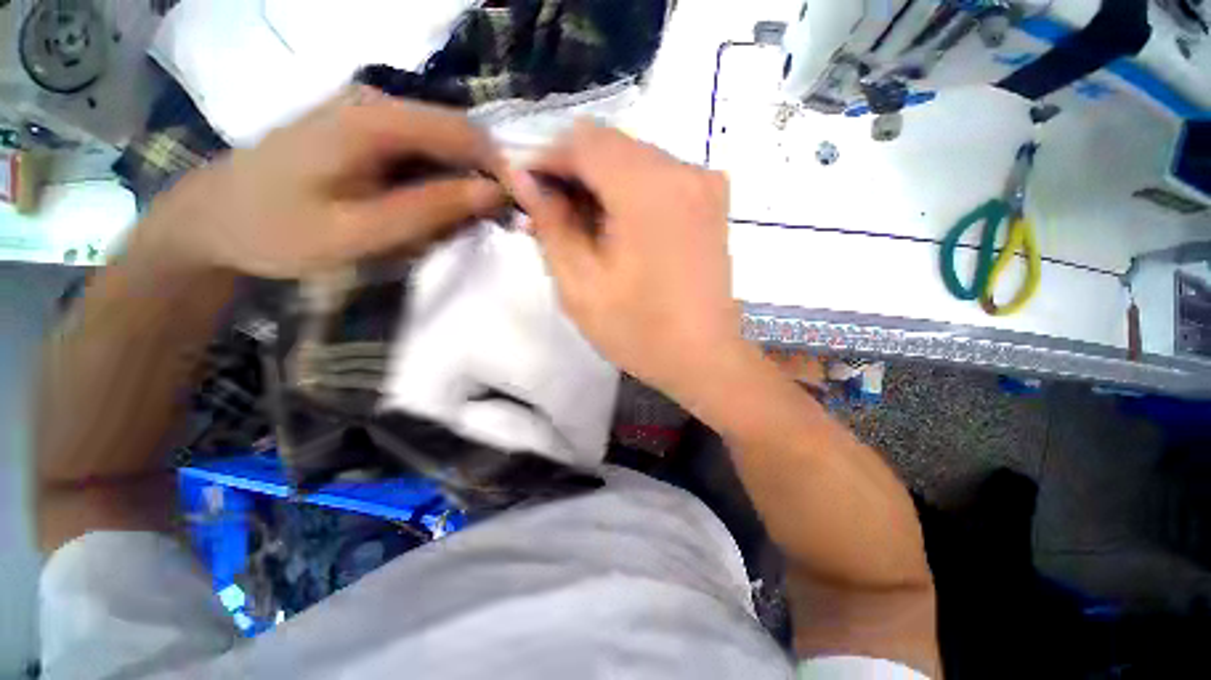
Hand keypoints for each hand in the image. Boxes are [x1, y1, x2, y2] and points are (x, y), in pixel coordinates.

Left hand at [137, 87, 507, 277]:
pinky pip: (422, 154)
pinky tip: (427, 212)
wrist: (213, 219)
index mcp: (373, 120)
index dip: (503, 170)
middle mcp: (377, 103)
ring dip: (460, 187)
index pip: (466, 134)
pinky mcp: (365, 130)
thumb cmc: (278, 230)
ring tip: (456, 227)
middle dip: (483, 182)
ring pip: (443, 148)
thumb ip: (430, 210)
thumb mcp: (360, 232)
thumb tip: (494, 194)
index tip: (522, 212)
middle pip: (458, 137)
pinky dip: (437, 185)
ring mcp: (370, 114)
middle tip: (489, 228)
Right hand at [510, 120, 742, 399]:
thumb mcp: (580, 285)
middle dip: (572, 174)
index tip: (526, 191)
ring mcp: (704, 183)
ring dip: (599, 184)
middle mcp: (683, 170)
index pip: (582, 142)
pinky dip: (628, 192)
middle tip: (550, 217)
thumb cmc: (640, 332)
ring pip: (632, 159)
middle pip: (609, 146)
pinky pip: (658, 176)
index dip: (546, 160)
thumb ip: (551, 225)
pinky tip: (617, 229)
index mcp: (648, 189)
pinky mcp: (712, 200)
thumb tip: (524, 180)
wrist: (705, 358)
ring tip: (582, 229)